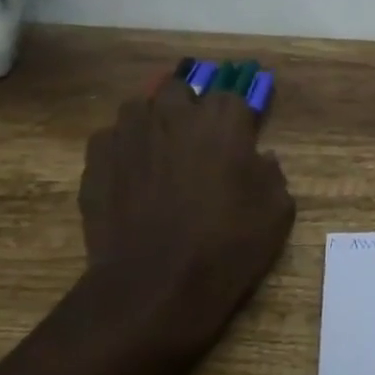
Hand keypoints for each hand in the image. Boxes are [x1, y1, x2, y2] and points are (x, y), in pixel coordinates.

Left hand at [77, 77, 295, 347]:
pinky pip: (110, 137)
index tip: (240, 135)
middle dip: (189, 106)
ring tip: (158, 149)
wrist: (155, 286)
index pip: (232, 95)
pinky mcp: (98, 159)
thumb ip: (272, 173)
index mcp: (223, 119)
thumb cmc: (226, 246)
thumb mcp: (277, 211)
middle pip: (181, 89)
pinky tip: (128, 173)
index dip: (236, 117)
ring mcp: (131, 133)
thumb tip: (261, 159)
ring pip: (140, 105)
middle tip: (197, 140)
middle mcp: (175, 113)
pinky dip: (120, 148)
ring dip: (152, 119)